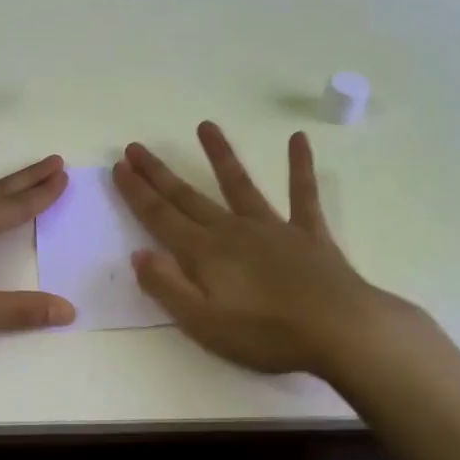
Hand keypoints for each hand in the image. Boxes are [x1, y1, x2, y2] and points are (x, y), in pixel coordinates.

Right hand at [112, 122, 420, 377]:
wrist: (341, 330)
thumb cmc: (267, 334)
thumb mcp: (203, 323)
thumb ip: (167, 287)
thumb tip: (138, 254)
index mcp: (204, 253)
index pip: (160, 217)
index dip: (137, 192)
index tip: (119, 167)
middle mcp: (232, 230)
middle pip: (187, 196)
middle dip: (158, 173)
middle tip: (136, 147)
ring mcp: (272, 227)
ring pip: (238, 184)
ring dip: (220, 155)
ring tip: (205, 125)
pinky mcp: (308, 233)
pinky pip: (302, 194)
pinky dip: (300, 166)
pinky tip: (298, 139)